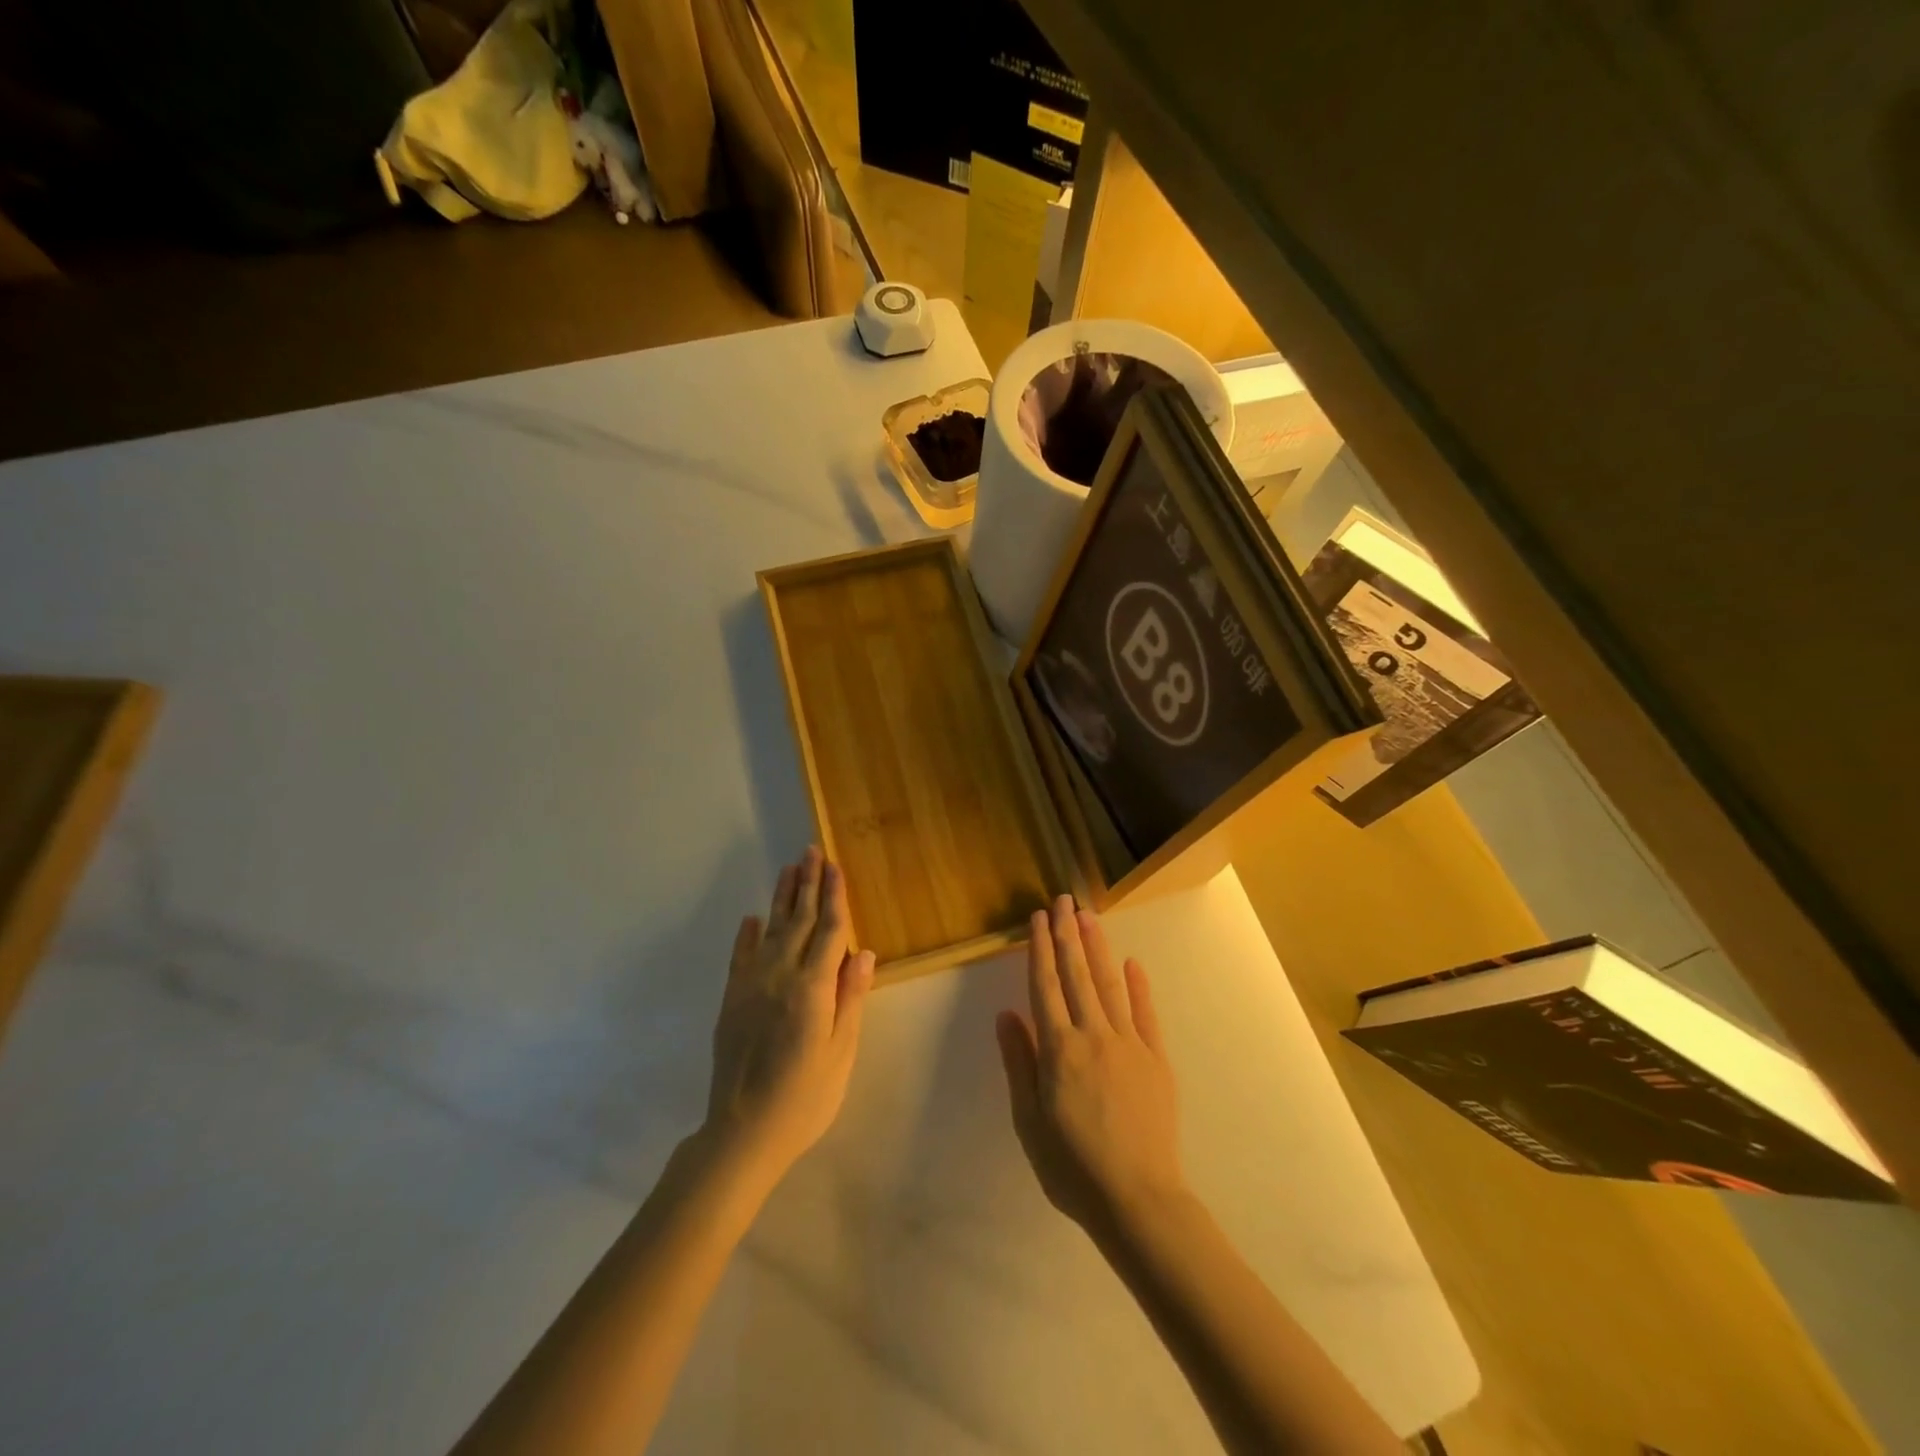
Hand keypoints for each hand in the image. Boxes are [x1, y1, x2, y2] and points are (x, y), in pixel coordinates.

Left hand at [703, 846, 874, 1184]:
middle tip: (811, 851)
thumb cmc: (805, 1098)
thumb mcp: (840, 1053)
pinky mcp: (731, 1001)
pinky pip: (740, 957)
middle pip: (799, 921)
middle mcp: (780, 976)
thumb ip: (850, 998)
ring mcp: (751, 986)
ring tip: (789, 869)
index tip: (835, 866)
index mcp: (812, 988)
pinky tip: (752, 918)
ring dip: (782, 898)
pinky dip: (747, 935)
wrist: (743, 1132)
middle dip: (808, 884)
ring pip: (771, 930)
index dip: (834, 896)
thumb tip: (863, 952)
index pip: (829, 931)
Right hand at [996, 896, 1185, 1237]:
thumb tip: (1006, 1014)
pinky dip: (1138, 986)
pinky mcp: (1156, 1059)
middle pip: (1077, 975)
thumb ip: (1019, 1063)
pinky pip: (1145, 1014)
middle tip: (1063, 900)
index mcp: (1059, 1049)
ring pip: (1109, 984)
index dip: (1040, 949)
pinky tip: (1132, 963)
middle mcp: (1093, 1035)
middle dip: (1068, 934)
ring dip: (1097, 948)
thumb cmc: (1072, 1167)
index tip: (1037, 918)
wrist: (1138, 1200)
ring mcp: (1129, 1044)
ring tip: (1088, 916)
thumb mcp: (1029, 1121)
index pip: (1045, 986)